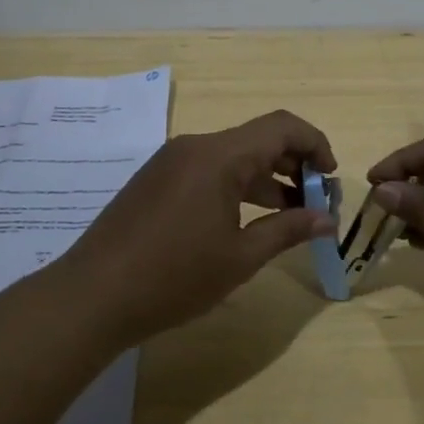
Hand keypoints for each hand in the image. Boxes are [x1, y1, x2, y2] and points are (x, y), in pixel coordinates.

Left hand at [56, 110, 338, 345]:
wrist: (92, 296)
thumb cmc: (174, 277)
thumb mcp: (240, 257)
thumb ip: (288, 230)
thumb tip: (327, 219)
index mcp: (219, 156)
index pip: (282, 127)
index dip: (315, 145)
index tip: (331, 180)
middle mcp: (195, 146)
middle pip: (258, 139)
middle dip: (294, 166)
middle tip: (315, 204)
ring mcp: (171, 161)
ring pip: (233, 156)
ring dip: (266, 179)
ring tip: (289, 217)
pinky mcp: (156, 180)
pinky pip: (208, 170)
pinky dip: (236, 186)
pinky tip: (245, 222)